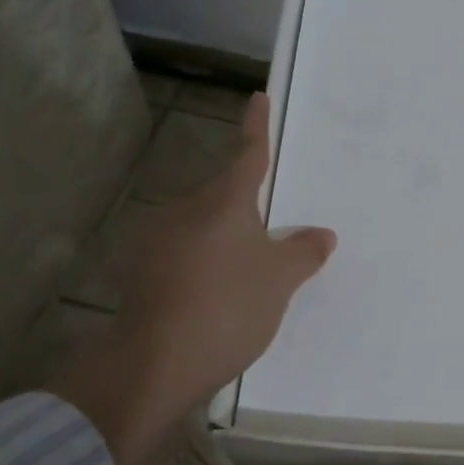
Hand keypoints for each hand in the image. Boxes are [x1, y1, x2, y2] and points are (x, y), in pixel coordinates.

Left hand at [49, 93, 336, 464]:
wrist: (152, 365)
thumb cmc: (227, 308)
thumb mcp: (279, 281)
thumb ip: (303, 252)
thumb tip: (321, 234)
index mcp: (222, 202)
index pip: (247, 153)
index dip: (257, 127)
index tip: (258, 98)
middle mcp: (185, 211)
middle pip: (226, 198)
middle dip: (250, 211)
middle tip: (278, 238)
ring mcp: (157, 242)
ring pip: (205, 229)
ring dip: (227, 243)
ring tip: (252, 280)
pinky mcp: (142, 274)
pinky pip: (186, 257)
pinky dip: (206, 267)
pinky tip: (220, 300)